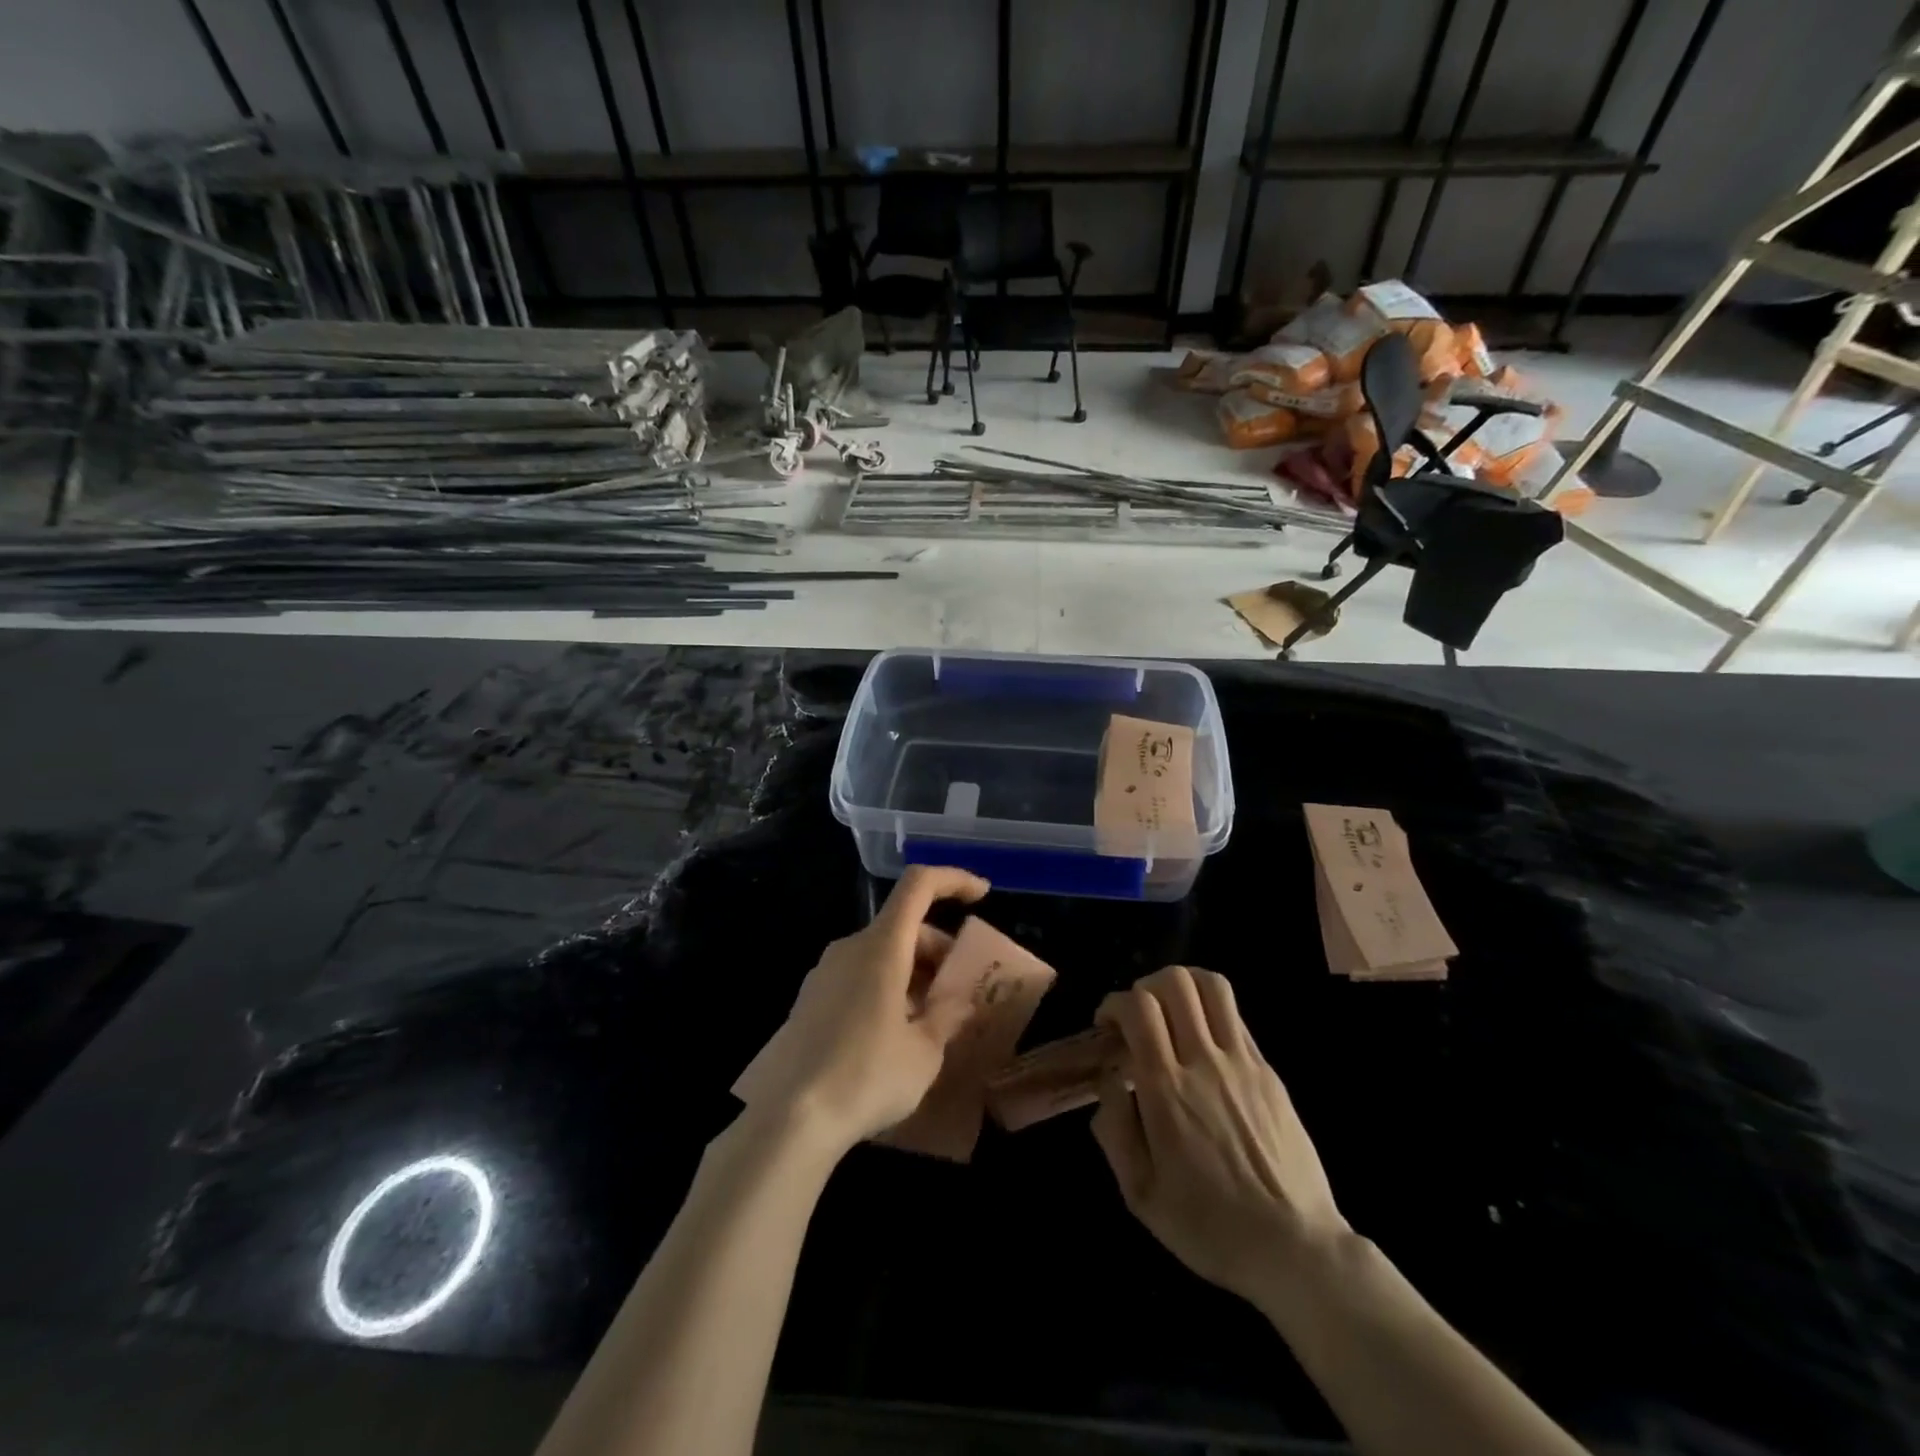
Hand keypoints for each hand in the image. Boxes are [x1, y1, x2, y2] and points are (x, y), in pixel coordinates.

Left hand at [757, 866, 989, 1154]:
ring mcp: (824, 974)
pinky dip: (887, 990)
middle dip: (939, 949)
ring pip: (881, 955)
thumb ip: (947, 1017)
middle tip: (961, 992)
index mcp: (882, 946)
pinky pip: (859, 978)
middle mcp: (850, 948)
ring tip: (932, 1022)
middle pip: (903, 926)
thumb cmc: (865, 1076)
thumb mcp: (924, 1053)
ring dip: (914, 974)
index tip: (983, 895)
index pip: (919, 885)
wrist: (785, 1118)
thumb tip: (960, 1002)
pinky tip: (894, 1038)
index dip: (954, 880)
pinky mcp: (809, 1002)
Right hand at [1091, 966, 1349, 1305]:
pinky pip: (1235, 1017)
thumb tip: (1107, 1078)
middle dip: (1146, 987)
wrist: (1295, 1249)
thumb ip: (1114, 1128)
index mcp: (1167, 1090)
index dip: (1114, 1004)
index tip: (1108, 1028)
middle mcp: (1204, 1062)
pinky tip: (1203, 1044)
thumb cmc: (1209, 1227)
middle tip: (1139, 1018)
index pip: (1138, 1008)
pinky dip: (1210, 1013)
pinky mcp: (1268, 1072)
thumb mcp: (1140, 1194)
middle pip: (1176, 982)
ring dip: (1183, 986)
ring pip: (1212, 986)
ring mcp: (1242, 1063)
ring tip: (1171, 1013)